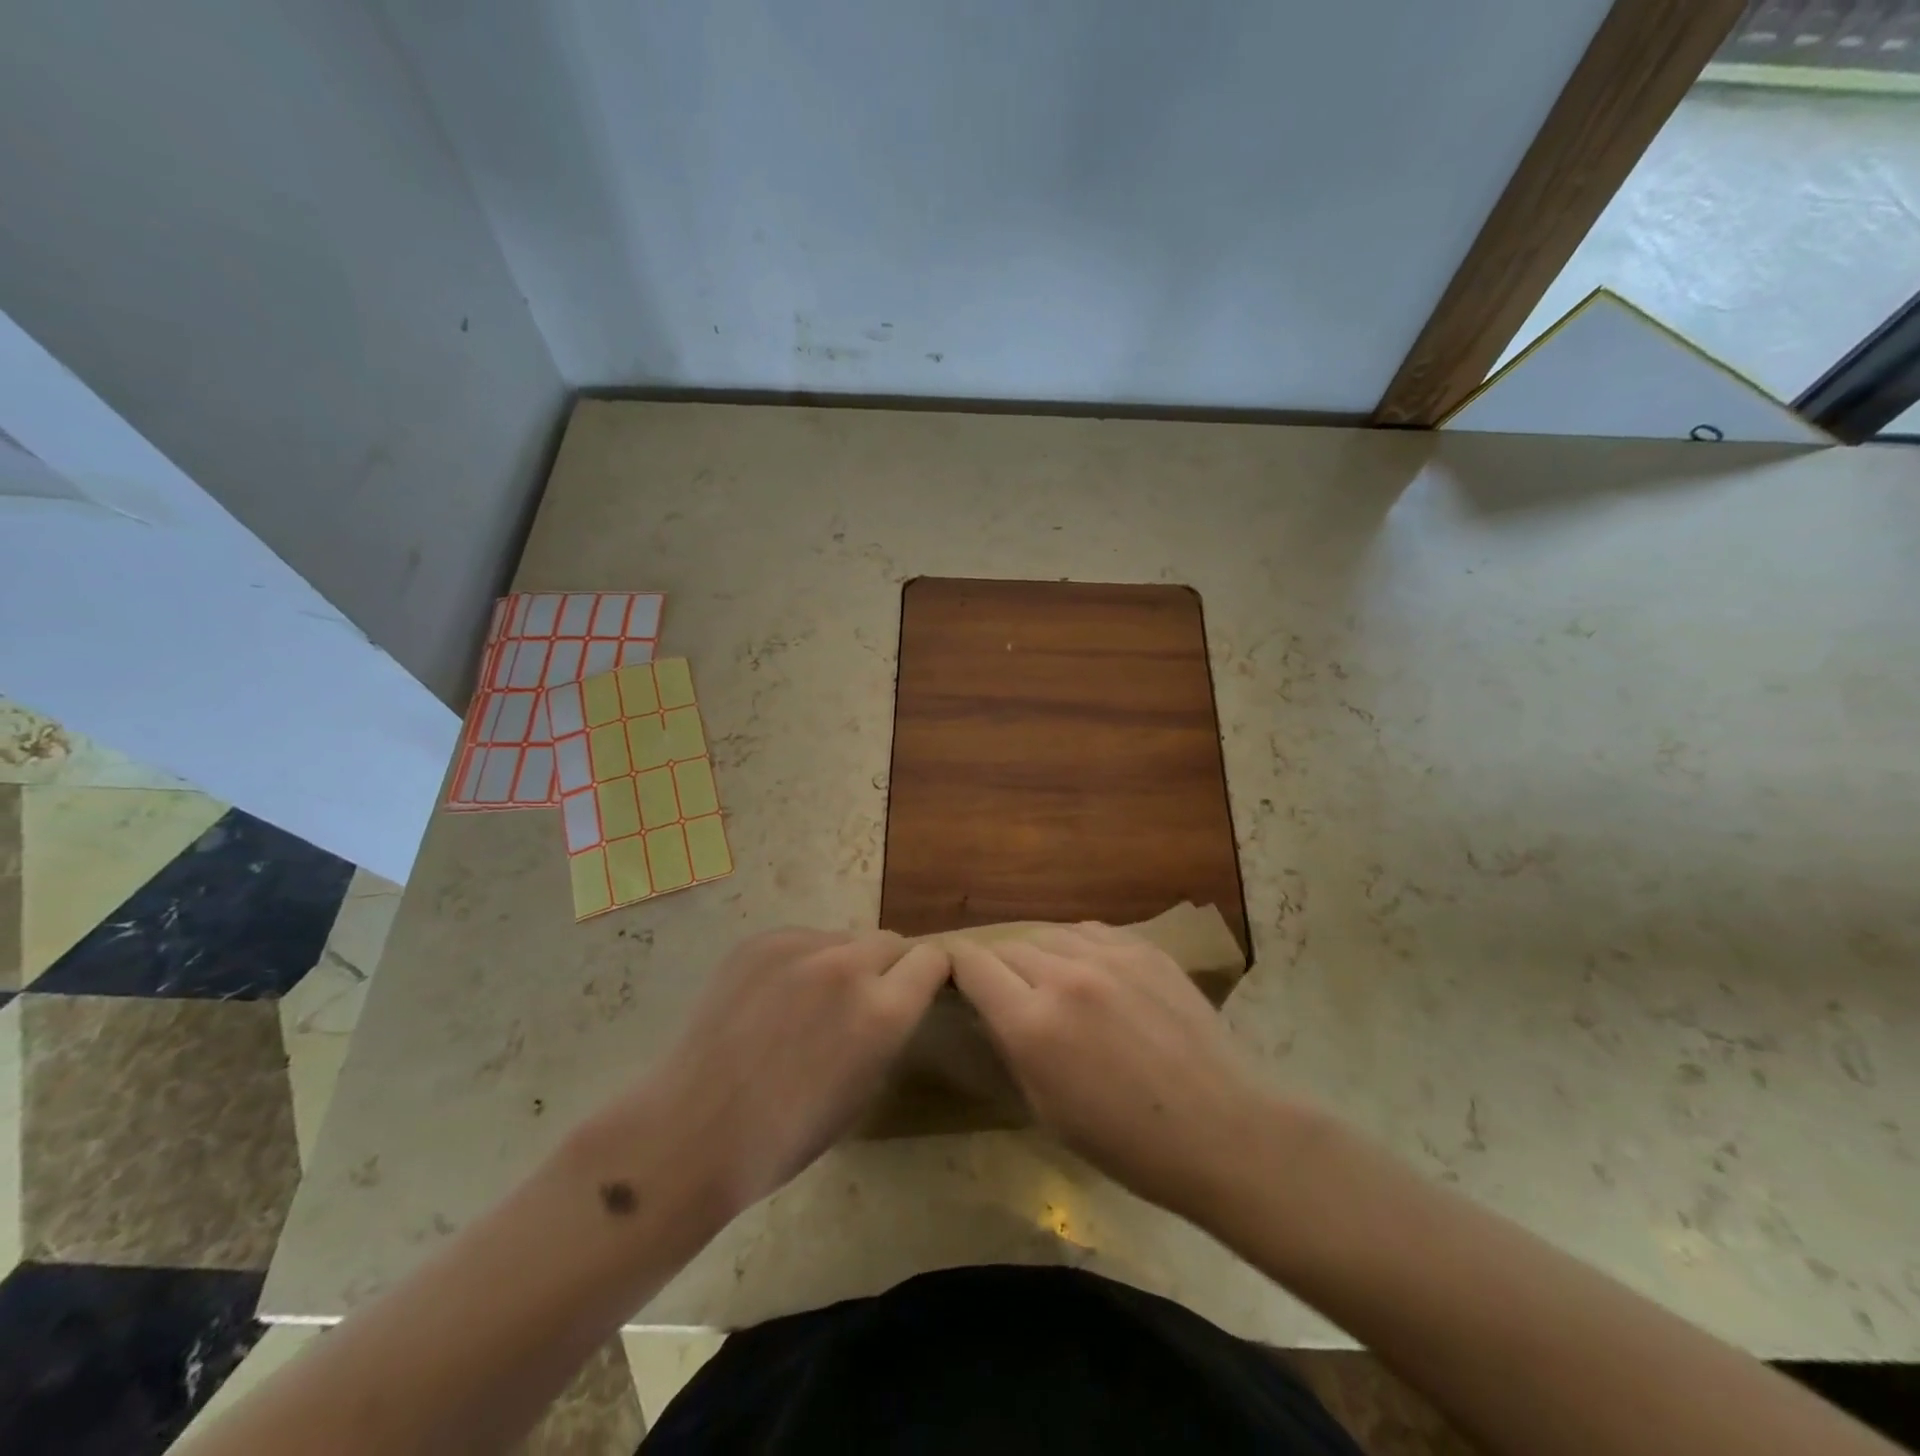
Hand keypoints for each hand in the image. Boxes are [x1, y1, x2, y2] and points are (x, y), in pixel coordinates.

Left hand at [626, 930, 949, 1220]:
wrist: (691, 1131)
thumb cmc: (784, 1136)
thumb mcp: (863, 1090)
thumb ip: (887, 1031)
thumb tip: (891, 1000)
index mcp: (882, 1011)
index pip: (933, 959)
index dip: (928, 976)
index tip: (916, 992)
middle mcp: (847, 965)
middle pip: (890, 941)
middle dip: (887, 968)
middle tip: (859, 1004)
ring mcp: (798, 947)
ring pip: (843, 939)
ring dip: (842, 963)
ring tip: (808, 1005)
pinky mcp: (759, 942)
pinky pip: (801, 940)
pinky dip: (801, 962)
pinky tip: (773, 1000)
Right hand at [949, 923, 1273, 1223]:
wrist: (1222, 1129)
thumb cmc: (1127, 1143)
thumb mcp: (1047, 1109)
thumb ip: (1012, 1046)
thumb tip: (991, 1008)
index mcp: (1033, 1024)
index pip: (972, 966)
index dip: (956, 968)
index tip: (956, 977)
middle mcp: (1064, 976)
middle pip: (1008, 947)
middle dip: (997, 966)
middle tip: (1006, 991)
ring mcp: (1109, 955)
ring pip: (1048, 933)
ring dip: (1038, 954)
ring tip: (1048, 980)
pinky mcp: (1144, 948)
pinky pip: (1091, 931)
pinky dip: (1077, 946)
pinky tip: (1088, 970)